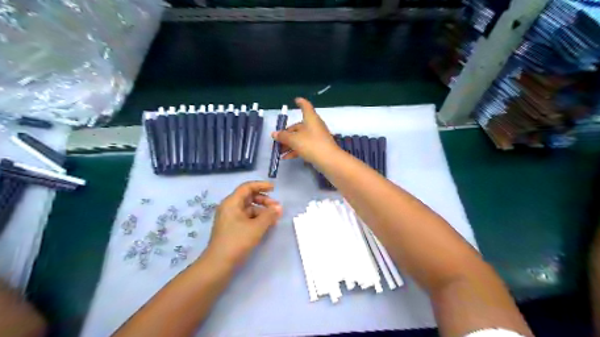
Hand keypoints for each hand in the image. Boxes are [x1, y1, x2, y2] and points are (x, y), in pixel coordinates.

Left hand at [206, 182, 282, 267]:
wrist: (218, 264)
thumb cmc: (237, 242)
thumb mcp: (256, 227)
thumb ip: (269, 215)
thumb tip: (279, 207)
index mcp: (231, 203)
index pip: (247, 187)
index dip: (261, 185)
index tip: (274, 188)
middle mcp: (229, 207)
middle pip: (248, 197)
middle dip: (264, 200)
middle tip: (276, 207)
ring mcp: (230, 218)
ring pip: (248, 208)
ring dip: (262, 211)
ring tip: (274, 218)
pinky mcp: (232, 228)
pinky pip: (246, 218)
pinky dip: (257, 219)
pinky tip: (266, 225)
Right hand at [271, 97, 335, 163]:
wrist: (329, 160)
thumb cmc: (312, 145)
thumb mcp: (294, 140)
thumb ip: (283, 136)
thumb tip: (274, 134)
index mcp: (310, 119)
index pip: (306, 106)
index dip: (301, 103)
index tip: (296, 100)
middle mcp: (314, 126)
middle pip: (299, 126)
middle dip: (287, 133)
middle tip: (277, 140)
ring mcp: (317, 137)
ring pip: (300, 138)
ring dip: (289, 144)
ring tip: (279, 151)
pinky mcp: (318, 148)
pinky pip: (304, 146)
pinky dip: (295, 150)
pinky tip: (287, 157)